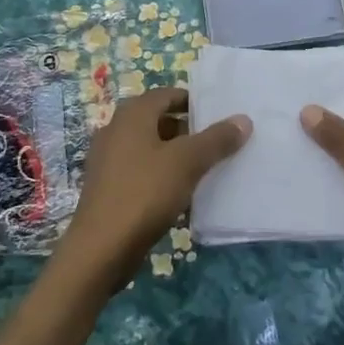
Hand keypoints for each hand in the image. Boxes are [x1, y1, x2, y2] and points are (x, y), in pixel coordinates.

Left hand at [59, 87, 249, 283]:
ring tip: (204, 170)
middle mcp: (116, 128)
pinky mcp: (107, 186)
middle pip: (159, 120)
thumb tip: (243, 119)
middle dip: (188, 131)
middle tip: (217, 144)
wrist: (100, 249)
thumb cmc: (144, 193)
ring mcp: (108, 158)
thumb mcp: (187, 162)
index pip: (168, 94)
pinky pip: (140, 170)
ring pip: (150, 147)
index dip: (194, 103)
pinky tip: (179, 194)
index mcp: (133, 114)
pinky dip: (160, 175)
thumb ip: (216, 139)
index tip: (220, 117)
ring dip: (175, 155)